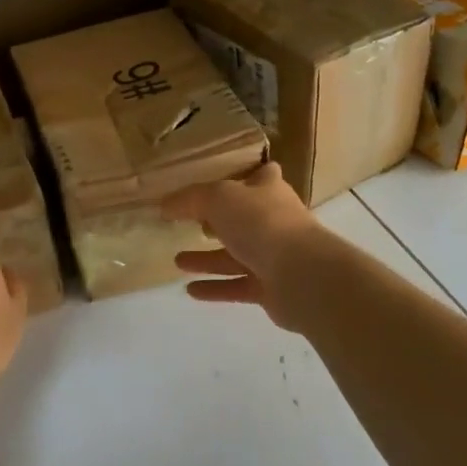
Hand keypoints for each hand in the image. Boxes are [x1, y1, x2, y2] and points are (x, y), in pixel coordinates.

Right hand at [163, 163, 335, 332]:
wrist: (302, 275)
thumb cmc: (262, 223)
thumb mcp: (219, 199)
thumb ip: (190, 199)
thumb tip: (165, 205)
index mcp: (269, 191)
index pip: (261, 175)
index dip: (244, 175)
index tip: (219, 179)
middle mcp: (274, 221)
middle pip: (244, 218)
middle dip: (216, 221)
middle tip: (187, 224)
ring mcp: (274, 256)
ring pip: (235, 255)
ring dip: (207, 258)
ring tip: (177, 260)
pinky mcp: (270, 288)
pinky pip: (236, 286)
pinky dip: (214, 287)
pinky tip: (189, 290)